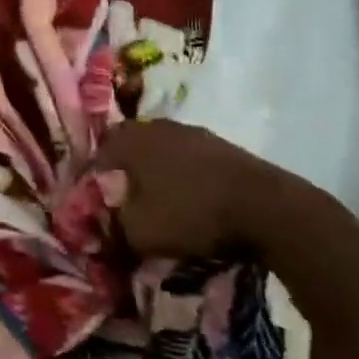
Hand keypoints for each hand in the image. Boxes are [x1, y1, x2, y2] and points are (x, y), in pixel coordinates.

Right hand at [98, 119, 355, 261]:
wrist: (265, 206)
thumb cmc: (191, 214)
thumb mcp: (140, 232)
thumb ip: (114, 225)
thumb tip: (104, 220)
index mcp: (131, 140)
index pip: (99, 150)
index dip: (93, 174)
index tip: (94, 198)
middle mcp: (156, 127)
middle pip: (129, 143)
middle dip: (123, 167)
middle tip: (122, 195)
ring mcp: (191, 132)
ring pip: (159, 146)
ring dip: (154, 168)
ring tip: (156, 196)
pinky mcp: (219, 145)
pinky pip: (186, 155)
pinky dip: (180, 172)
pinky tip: (188, 194)